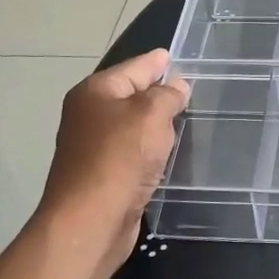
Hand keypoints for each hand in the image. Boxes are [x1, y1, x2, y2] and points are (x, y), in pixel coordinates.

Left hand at [36, 50, 188, 274]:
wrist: (89, 222)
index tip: (176, 56)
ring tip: (184, 117)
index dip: (157, 62)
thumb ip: (167, 95)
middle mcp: (89, 114)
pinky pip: (132, 151)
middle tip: (189, 87)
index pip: (134, 67)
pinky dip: (149, 149)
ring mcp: (93, 146)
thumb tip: (176, 86)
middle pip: (131, 95)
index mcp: (95, 92)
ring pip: (132, 125)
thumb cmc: (119, 158)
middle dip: (158, 91)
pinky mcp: (102, 175)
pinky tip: (167, 152)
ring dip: (155, 123)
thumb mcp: (151, 115)